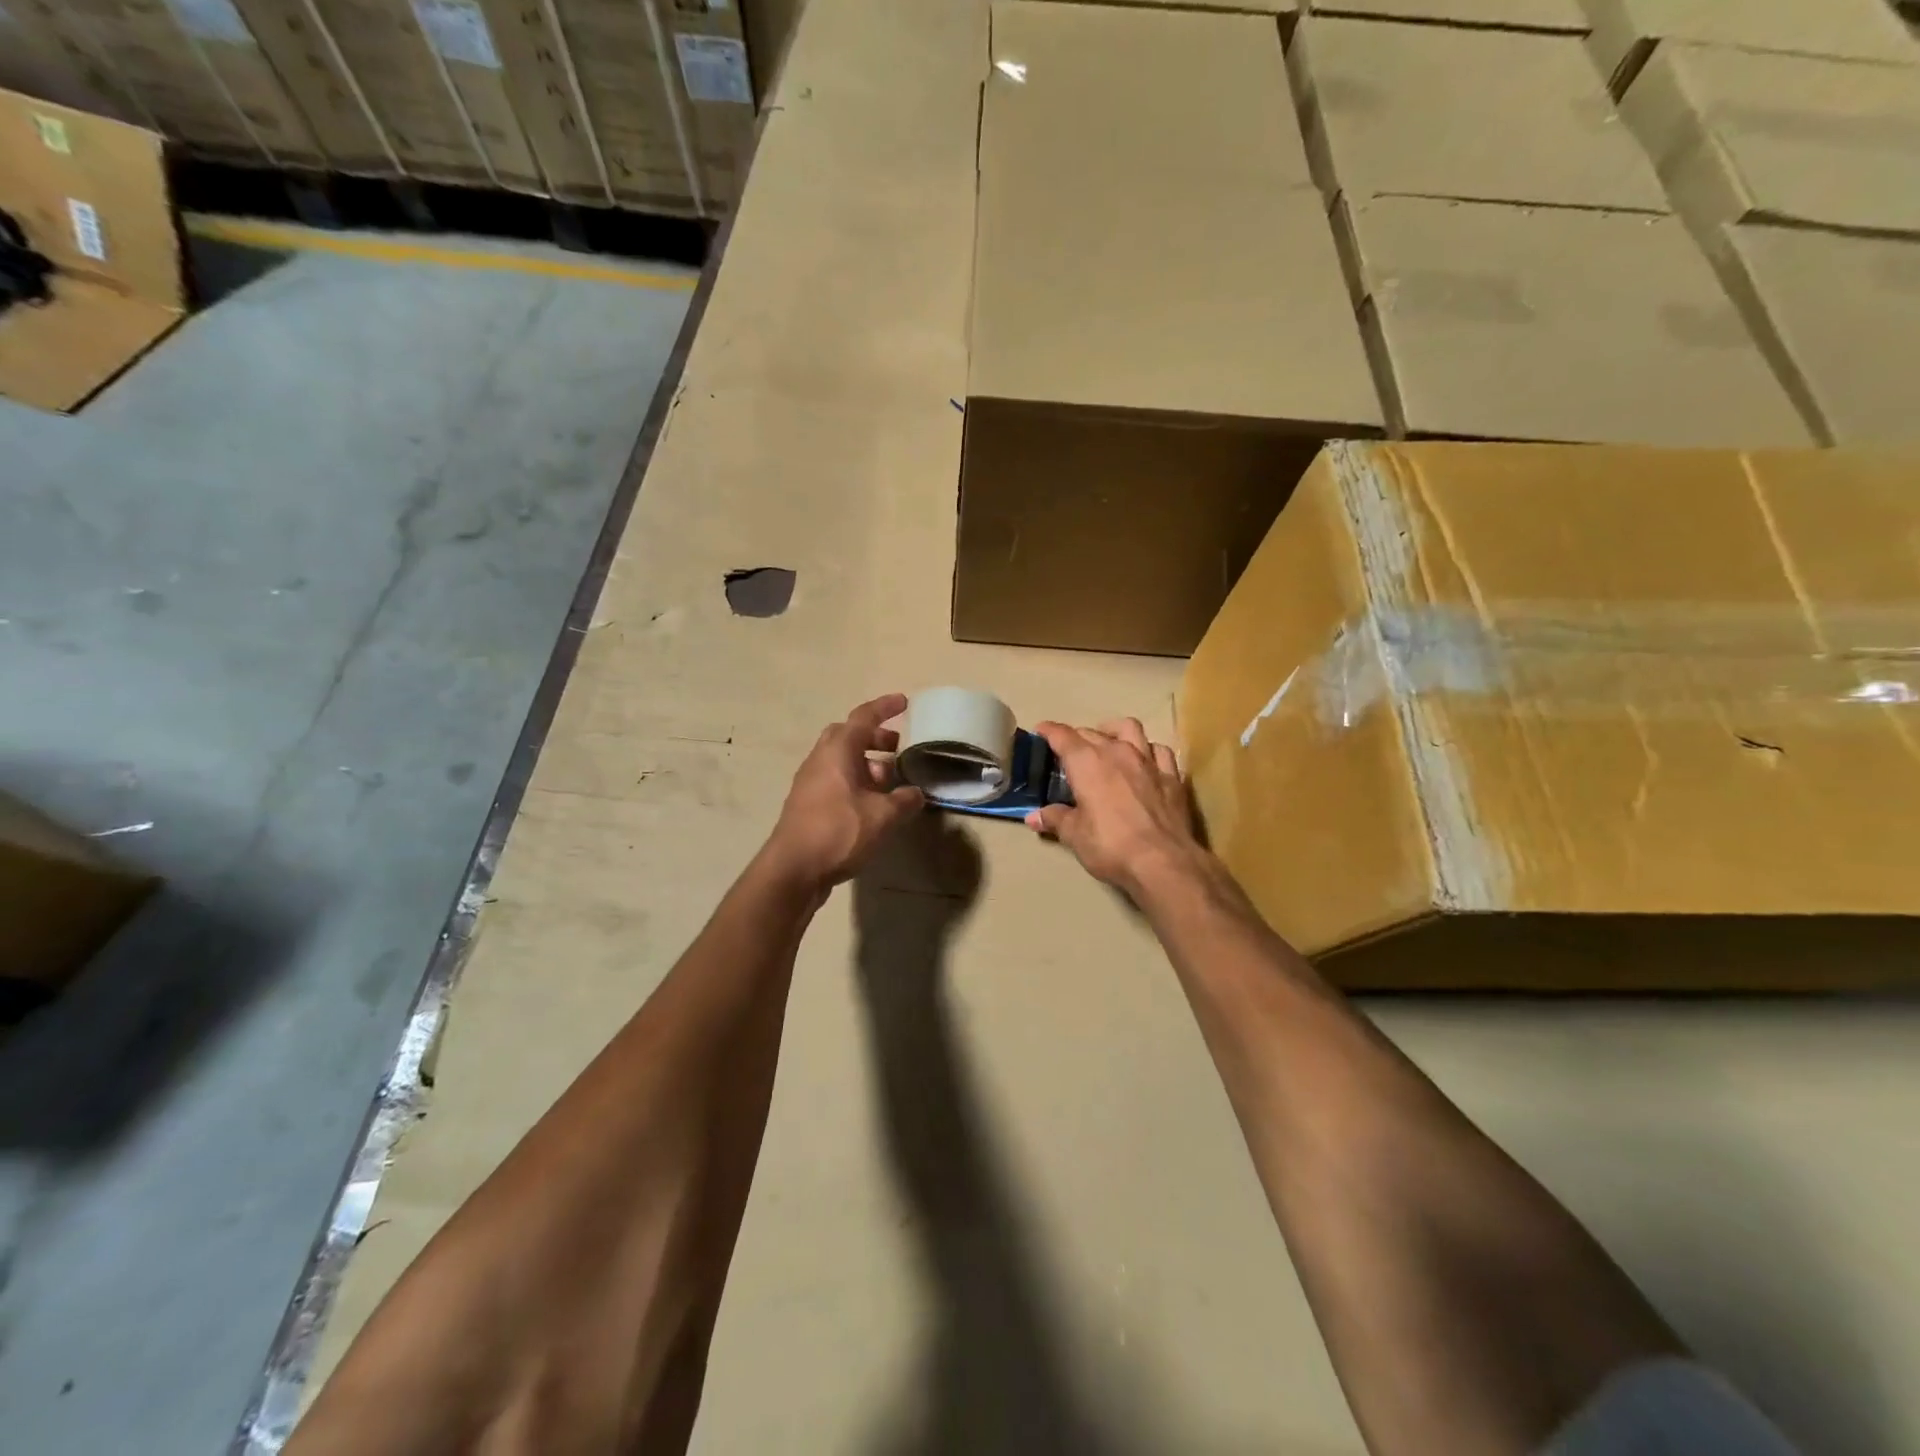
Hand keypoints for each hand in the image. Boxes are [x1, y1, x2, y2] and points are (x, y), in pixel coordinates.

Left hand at [764, 694, 924, 892]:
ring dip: (866, 763)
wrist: (793, 870)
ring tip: (891, 783)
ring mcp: (810, 782)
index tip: (904, 702)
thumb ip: (904, 801)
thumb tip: (916, 794)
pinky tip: (872, 806)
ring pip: (841, 760)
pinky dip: (856, 783)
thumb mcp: (882, 817)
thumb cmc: (838, 832)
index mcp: (838, 751)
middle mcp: (820, 760)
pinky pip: (835, 781)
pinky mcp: (807, 804)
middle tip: (897, 748)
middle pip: (848, 736)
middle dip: (874, 737)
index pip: (864, 717)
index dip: (885, 707)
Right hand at [1026, 719, 1207, 896]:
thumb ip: (1055, 819)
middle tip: (1069, 752)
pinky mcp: (1172, 776)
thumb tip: (1033, 817)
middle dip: (1077, 737)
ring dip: (1114, 732)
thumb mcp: (1074, 835)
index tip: (1041, 730)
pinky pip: (1159, 751)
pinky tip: (1144, 761)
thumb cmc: (1110, 845)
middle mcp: (1117, 752)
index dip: (1049, 731)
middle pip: (1092, 732)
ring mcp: (1148, 761)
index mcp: (1087, 762)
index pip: (1062, 736)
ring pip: (1130, 729)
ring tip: (1108, 742)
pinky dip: (1147, 751)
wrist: (1163, 862)